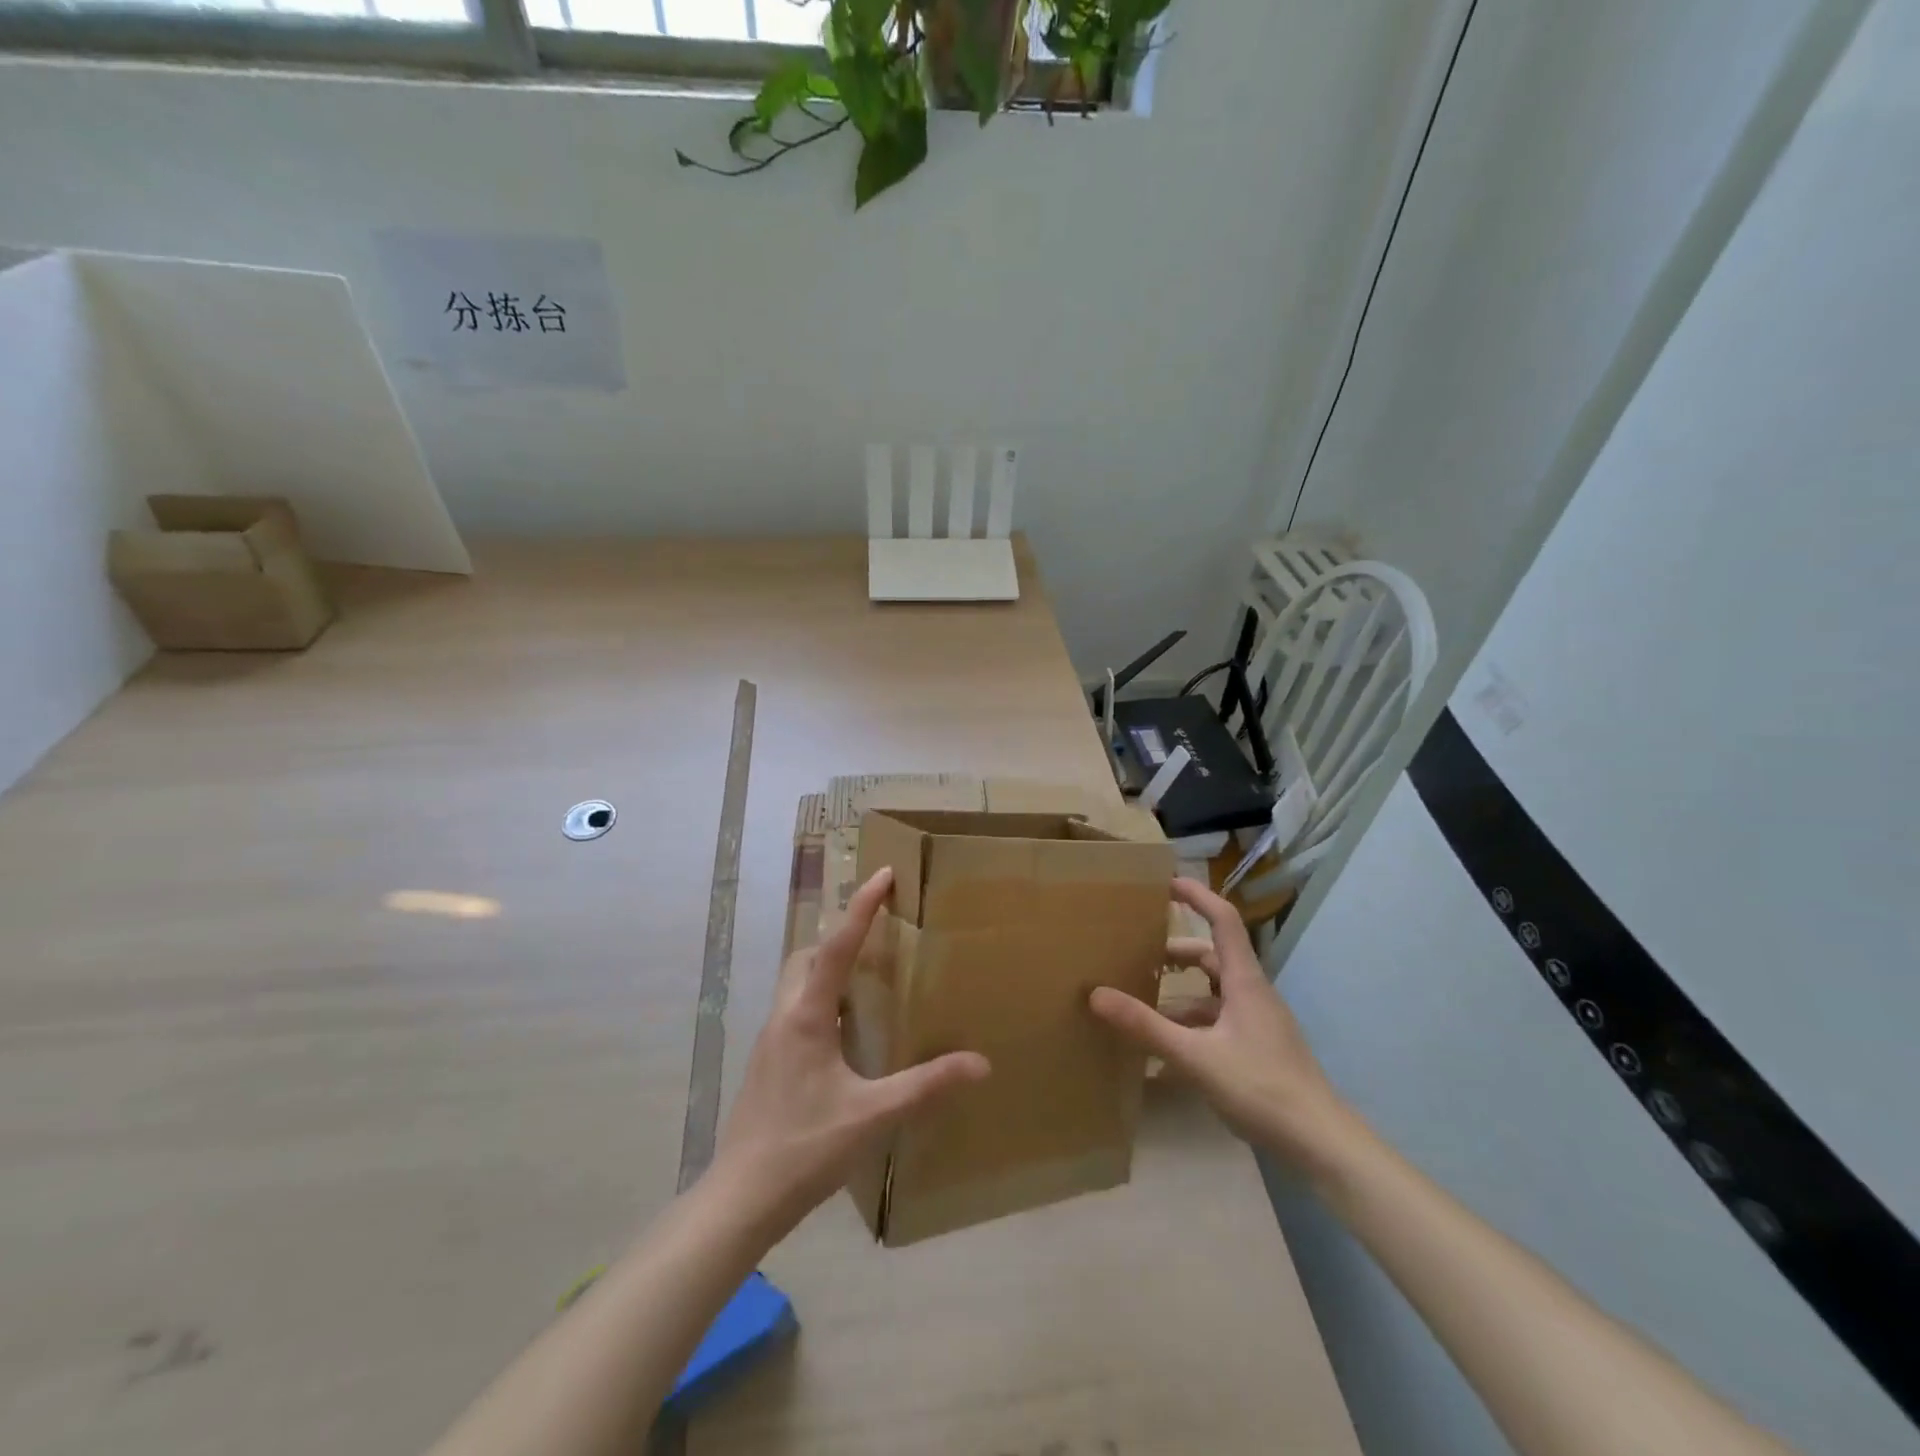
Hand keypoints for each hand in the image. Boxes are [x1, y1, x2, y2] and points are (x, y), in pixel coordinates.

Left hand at [710, 867, 990, 1238]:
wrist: (740, 1198)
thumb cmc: (806, 1148)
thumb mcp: (873, 1116)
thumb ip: (927, 1087)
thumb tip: (980, 1064)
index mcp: (807, 1016)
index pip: (837, 947)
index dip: (861, 908)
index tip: (883, 875)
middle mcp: (784, 1016)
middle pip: (807, 955)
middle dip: (839, 934)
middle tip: (877, 932)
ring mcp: (771, 1040)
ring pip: (796, 981)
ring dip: (827, 965)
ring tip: (866, 976)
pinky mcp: (768, 1062)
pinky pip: (795, 1008)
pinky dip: (820, 997)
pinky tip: (844, 1028)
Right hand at [1088, 877, 1352, 1164]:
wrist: (1321, 1143)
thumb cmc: (1261, 1087)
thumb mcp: (1195, 1056)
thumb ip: (1146, 1026)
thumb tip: (1096, 994)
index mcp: (1244, 981)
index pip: (1223, 920)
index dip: (1196, 896)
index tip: (1165, 882)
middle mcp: (1253, 993)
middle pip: (1212, 956)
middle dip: (1175, 950)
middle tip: (1137, 952)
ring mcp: (1258, 1022)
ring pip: (1214, 991)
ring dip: (1180, 991)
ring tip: (1143, 1000)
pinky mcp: (1258, 1047)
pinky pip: (1219, 1020)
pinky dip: (1191, 1022)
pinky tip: (1167, 1048)